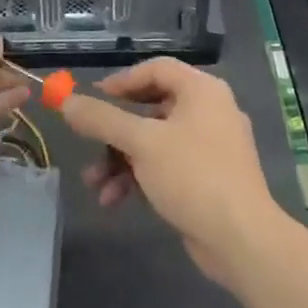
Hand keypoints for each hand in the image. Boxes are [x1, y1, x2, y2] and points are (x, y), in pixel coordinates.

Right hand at [57, 58, 281, 285]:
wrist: (241, 238)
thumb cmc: (192, 175)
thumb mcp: (141, 143)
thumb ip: (102, 119)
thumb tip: (66, 101)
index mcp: (202, 90)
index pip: (156, 69)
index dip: (122, 80)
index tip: (92, 99)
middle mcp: (209, 110)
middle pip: (152, 107)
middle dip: (114, 132)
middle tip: (88, 143)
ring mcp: (210, 146)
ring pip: (155, 141)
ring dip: (121, 160)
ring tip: (94, 184)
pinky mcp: (207, 178)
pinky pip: (166, 166)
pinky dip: (140, 177)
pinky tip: (114, 200)